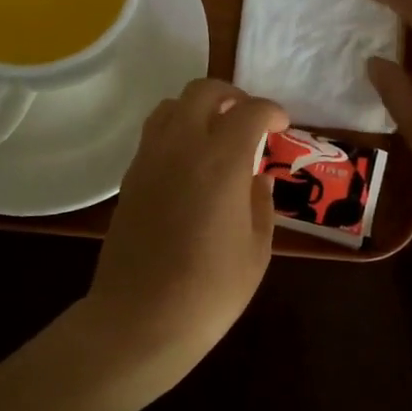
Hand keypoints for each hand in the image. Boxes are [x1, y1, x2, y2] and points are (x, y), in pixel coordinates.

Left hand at [82, 78, 287, 398]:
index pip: (249, 111)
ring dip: (198, 108)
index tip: (281, 126)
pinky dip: (175, 131)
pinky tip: (189, 163)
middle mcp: (182, 147)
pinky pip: (153, 134)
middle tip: (248, 119)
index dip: (271, 111)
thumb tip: (256, 178)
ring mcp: (149, 160)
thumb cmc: (210, 291)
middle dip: (232, 96)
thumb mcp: (256, 250)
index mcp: (221, 161)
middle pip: (203, 91)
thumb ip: (261, 204)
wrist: (141, 319)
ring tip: (216, 134)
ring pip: (170, 106)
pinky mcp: (130, 179)